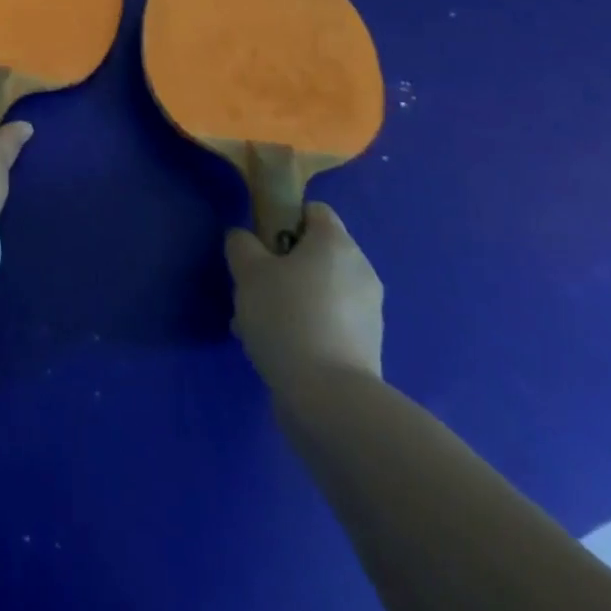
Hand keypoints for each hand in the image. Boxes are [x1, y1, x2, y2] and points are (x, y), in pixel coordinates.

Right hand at [226, 203, 383, 398]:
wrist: (329, 399)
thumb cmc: (287, 317)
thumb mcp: (248, 271)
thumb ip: (242, 245)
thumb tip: (246, 241)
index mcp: (337, 243)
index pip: (313, 211)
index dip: (284, 219)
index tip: (261, 244)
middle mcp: (360, 271)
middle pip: (315, 254)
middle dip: (282, 267)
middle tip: (253, 288)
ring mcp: (368, 313)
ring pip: (318, 291)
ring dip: (290, 300)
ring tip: (256, 326)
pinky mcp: (366, 349)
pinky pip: (328, 323)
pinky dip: (305, 328)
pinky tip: (277, 350)